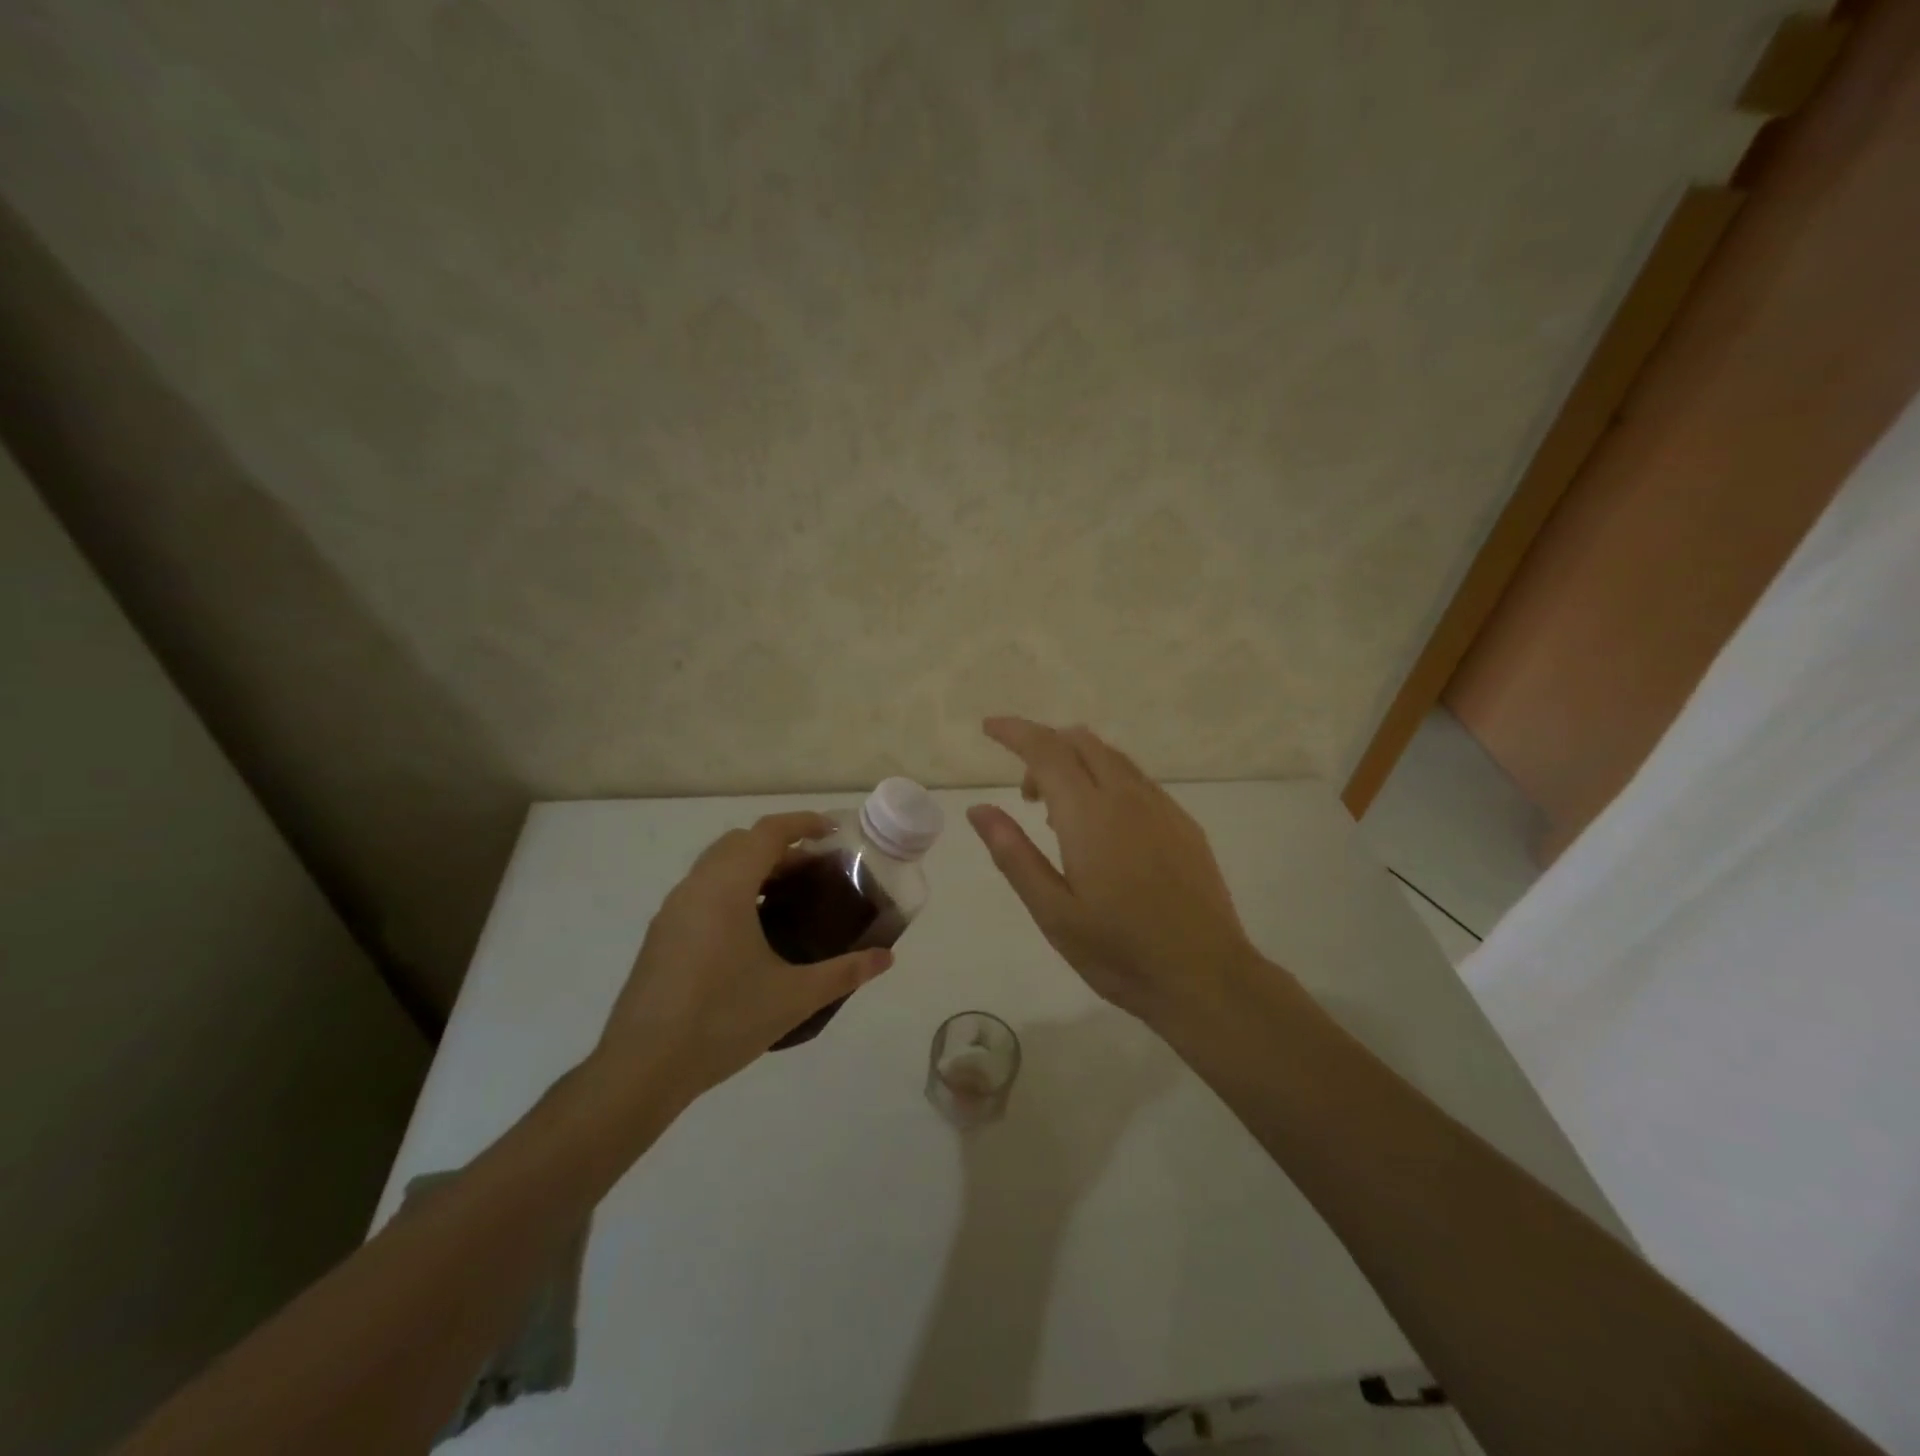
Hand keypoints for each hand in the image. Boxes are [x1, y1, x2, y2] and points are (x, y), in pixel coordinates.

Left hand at [588, 812, 892, 1101]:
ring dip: (753, 868)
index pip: (767, 832)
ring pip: (716, 866)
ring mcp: (672, 911)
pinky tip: (751, 932)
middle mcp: (695, 887)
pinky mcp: (661, 936)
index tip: (833, 832)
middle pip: (740, 843)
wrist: (642, 1068)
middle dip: (780, 846)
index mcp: (726, 888)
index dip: (802, 823)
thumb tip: (886, 957)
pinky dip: (731, 890)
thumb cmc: (722, 1021)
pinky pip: (701, 891)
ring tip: (788, 898)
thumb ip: (844, 973)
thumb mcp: (794, 997)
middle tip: (814, 871)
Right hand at [968, 717, 1260, 1029]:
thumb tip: (979, 809)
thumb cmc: (1119, 951)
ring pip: (1111, 757)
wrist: (1205, 976)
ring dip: (1076, 764)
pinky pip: (1136, 780)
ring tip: (1060, 816)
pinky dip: (1107, 781)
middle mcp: (1127, 797)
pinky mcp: (1183, 823)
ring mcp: (1162, 807)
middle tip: (1027, 796)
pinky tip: (1104, 829)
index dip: (1015, 731)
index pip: (1046, 750)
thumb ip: (1013, 854)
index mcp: (1089, 815)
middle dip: (1045, 748)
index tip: (989, 727)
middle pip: (1081, 742)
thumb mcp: (1053, 912)